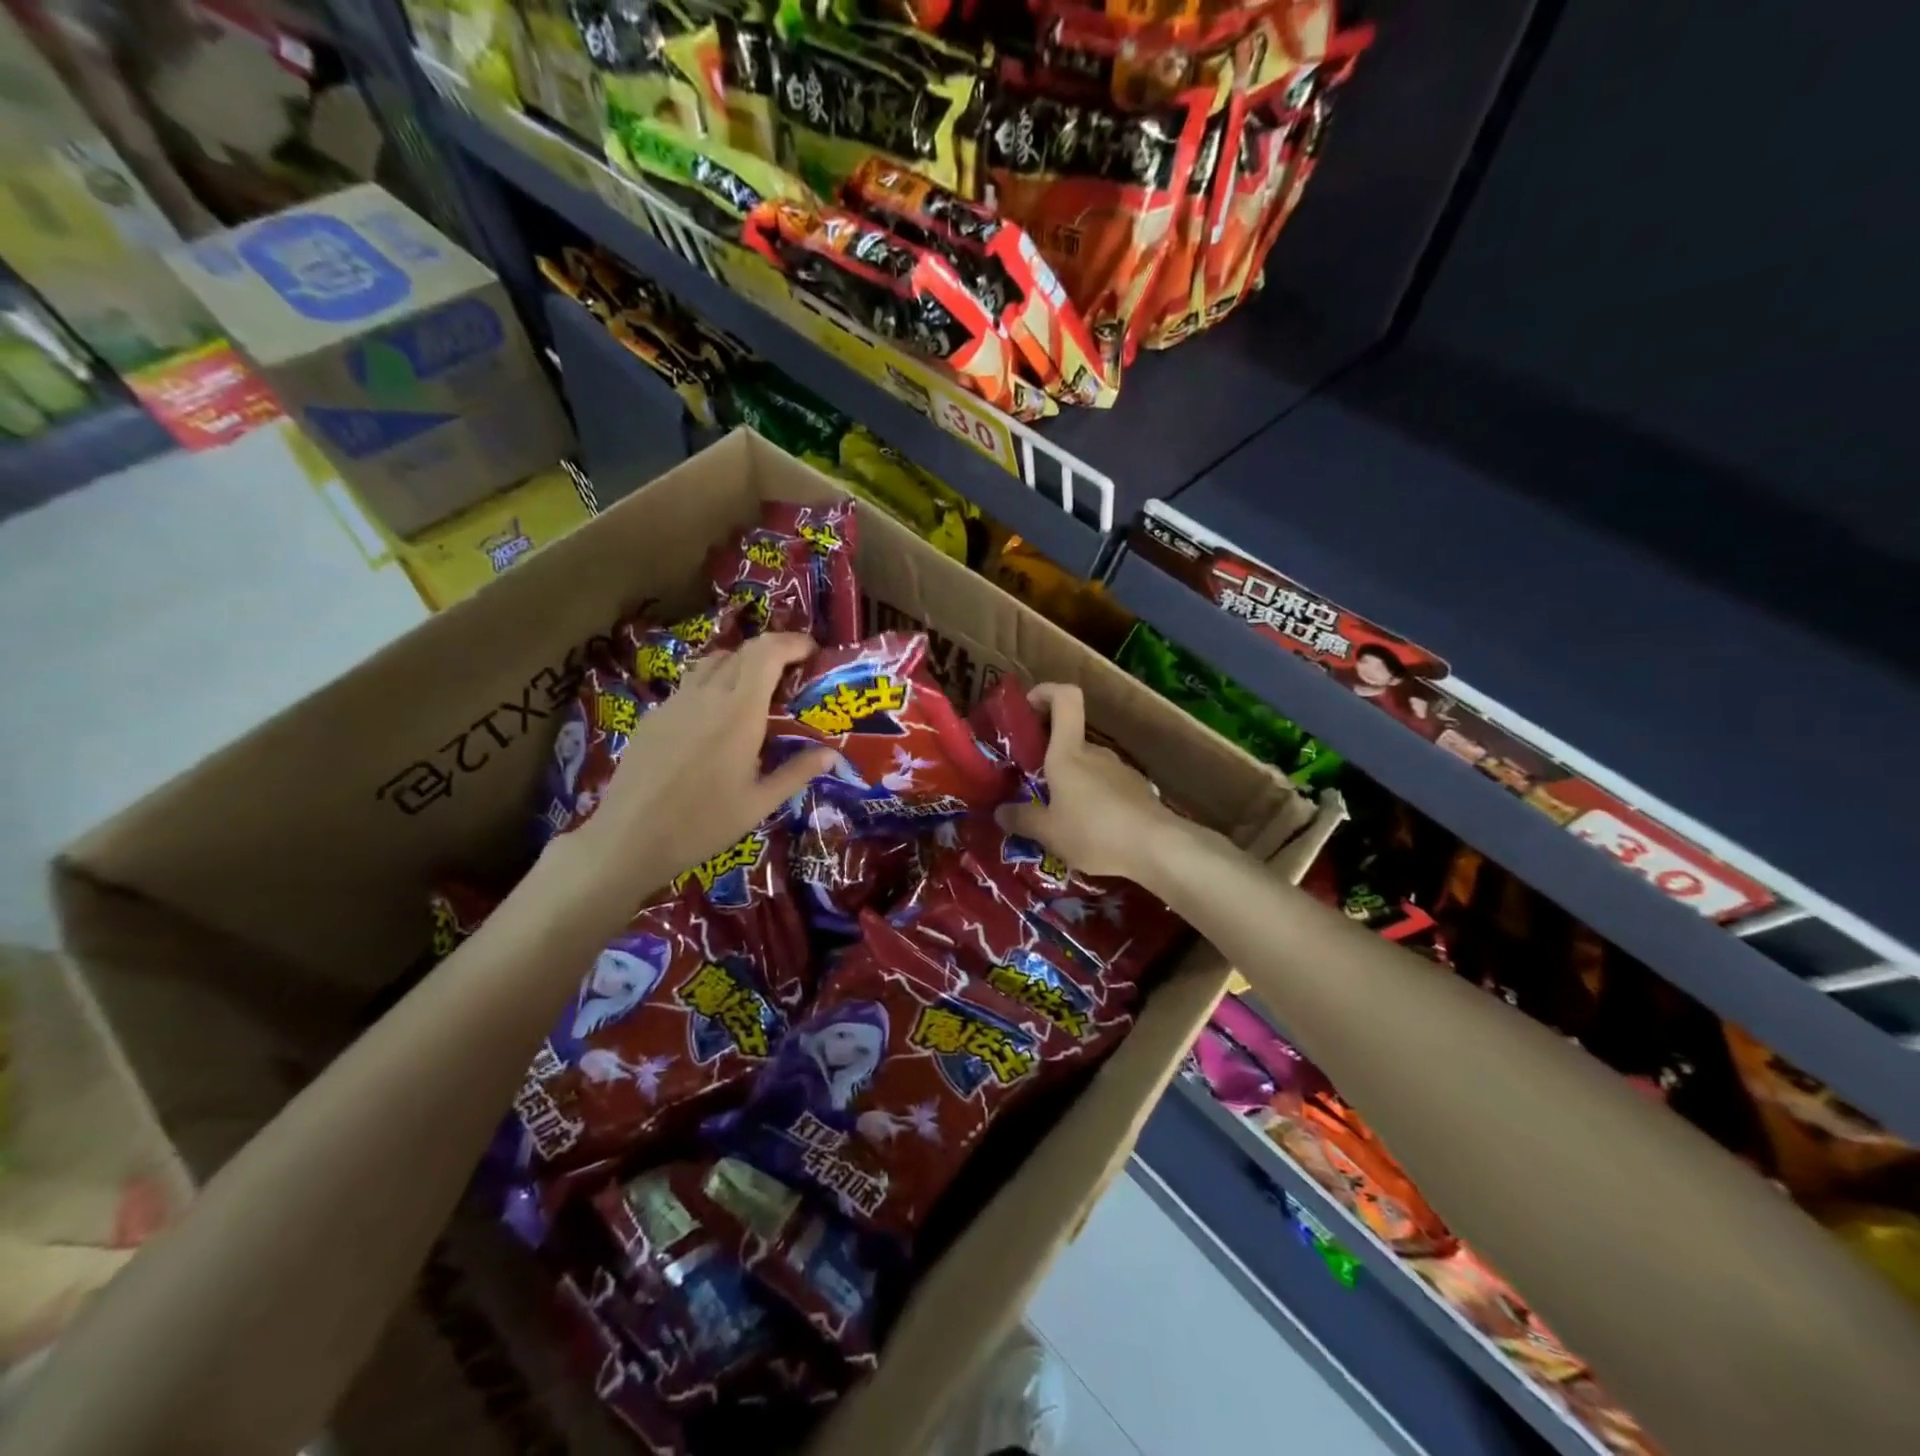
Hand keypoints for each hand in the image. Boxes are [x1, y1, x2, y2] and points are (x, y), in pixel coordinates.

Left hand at [565, 633, 834, 907]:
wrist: (629, 838)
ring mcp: (675, 703)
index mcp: (739, 712)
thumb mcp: (759, 803)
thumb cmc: (703, 824)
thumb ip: (796, 772)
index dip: (792, 642)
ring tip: (756, 689)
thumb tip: (831, 754)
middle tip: (792, 671)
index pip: (767, 653)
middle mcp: (707, 696)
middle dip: (772, 651)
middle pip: (742, 651)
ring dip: (741, 664)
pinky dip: (713, 685)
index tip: (812, 651)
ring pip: (712, 663)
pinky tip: (716, 720)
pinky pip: (690, 686)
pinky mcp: (654, 716)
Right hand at [993, 683, 1180, 884]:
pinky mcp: (1138, 791)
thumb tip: (1000, 811)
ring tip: (1063, 822)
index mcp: (1069, 754)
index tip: (1029, 705)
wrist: (1157, 848)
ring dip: (1073, 787)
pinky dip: (1095, 803)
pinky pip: (1107, 789)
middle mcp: (1095, 754)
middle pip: (1070, 742)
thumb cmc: (1094, 832)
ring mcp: (1120, 771)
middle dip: (1051, 762)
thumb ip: (1022, 820)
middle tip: (1034, 793)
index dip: (1047, 692)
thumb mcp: (1049, 833)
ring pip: (1088, 769)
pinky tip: (1092, 833)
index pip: (1065, 699)